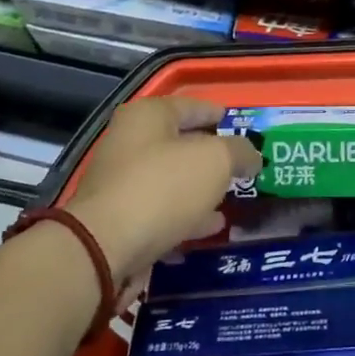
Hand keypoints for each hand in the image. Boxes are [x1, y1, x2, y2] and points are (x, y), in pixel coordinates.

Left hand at [64, 97, 260, 284]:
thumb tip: (250, 157)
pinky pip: (161, 213)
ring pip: (172, 181)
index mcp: (148, 116)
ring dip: (200, 191)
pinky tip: (208, 229)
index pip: (192, 106)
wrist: (104, 249)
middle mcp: (129, 144)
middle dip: (211, 157)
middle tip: (241, 168)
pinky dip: (185, 218)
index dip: (218, 114)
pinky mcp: (119, 221)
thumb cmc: (163, 188)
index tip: (241, 126)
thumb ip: (240, 152)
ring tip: (230, 201)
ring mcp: (121, 184)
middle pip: (181, 144)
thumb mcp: (216, 160)